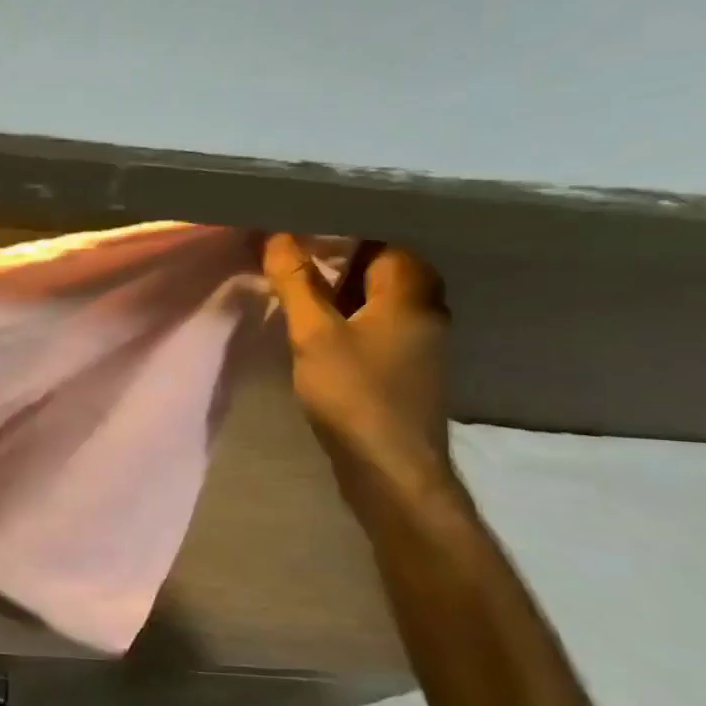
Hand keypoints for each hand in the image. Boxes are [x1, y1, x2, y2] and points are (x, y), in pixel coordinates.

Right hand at [262, 235, 455, 516]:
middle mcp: (426, 312)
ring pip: (382, 302)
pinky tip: (321, 335)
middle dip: (342, 264)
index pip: (384, 242)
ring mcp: (421, 345)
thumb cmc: (354, 394)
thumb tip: (278, 235)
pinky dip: (353, 322)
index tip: (301, 236)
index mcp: (411, 293)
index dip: (343, 235)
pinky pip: (380, 329)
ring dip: (345, 295)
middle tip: (295, 265)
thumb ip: (297, 283)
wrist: (391, 469)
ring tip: (301, 295)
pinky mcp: (408, 371)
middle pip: (385, 270)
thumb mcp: (314, 334)